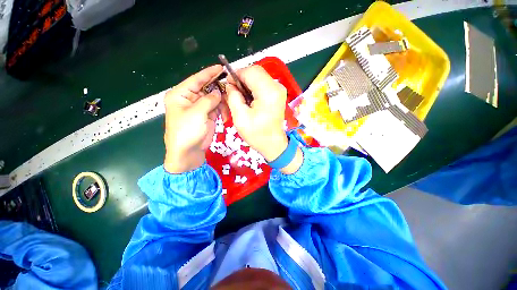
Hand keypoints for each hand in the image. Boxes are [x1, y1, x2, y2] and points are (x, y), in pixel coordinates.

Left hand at [163, 65, 228, 172]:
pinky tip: (227, 113)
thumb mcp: (197, 113)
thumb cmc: (187, 131)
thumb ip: (209, 100)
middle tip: (232, 87)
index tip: (221, 68)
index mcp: (181, 95)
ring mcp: (200, 108)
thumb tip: (219, 92)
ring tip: (231, 102)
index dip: (209, 73)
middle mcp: (190, 99)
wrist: (188, 153)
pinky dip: (223, 109)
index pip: (196, 79)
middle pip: (207, 88)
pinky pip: (217, 108)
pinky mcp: (207, 116)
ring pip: (214, 99)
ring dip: (223, 101)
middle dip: (219, 88)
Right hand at [226, 65, 287, 161]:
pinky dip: (253, 87)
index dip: (237, 75)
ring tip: (240, 96)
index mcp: (268, 92)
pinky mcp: (278, 94)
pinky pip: (263, 83)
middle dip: (242, 78)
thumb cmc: (257, 134)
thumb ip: (233, 97)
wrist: (273, 144)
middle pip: (256, 72)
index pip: (251, 71)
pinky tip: (248, 98)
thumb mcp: (240, 117)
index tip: (228, 84)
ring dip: (247, 83)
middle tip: (233, 91)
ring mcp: (279, 90)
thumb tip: (230, 85)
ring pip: (259, 76)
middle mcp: (277, 87)